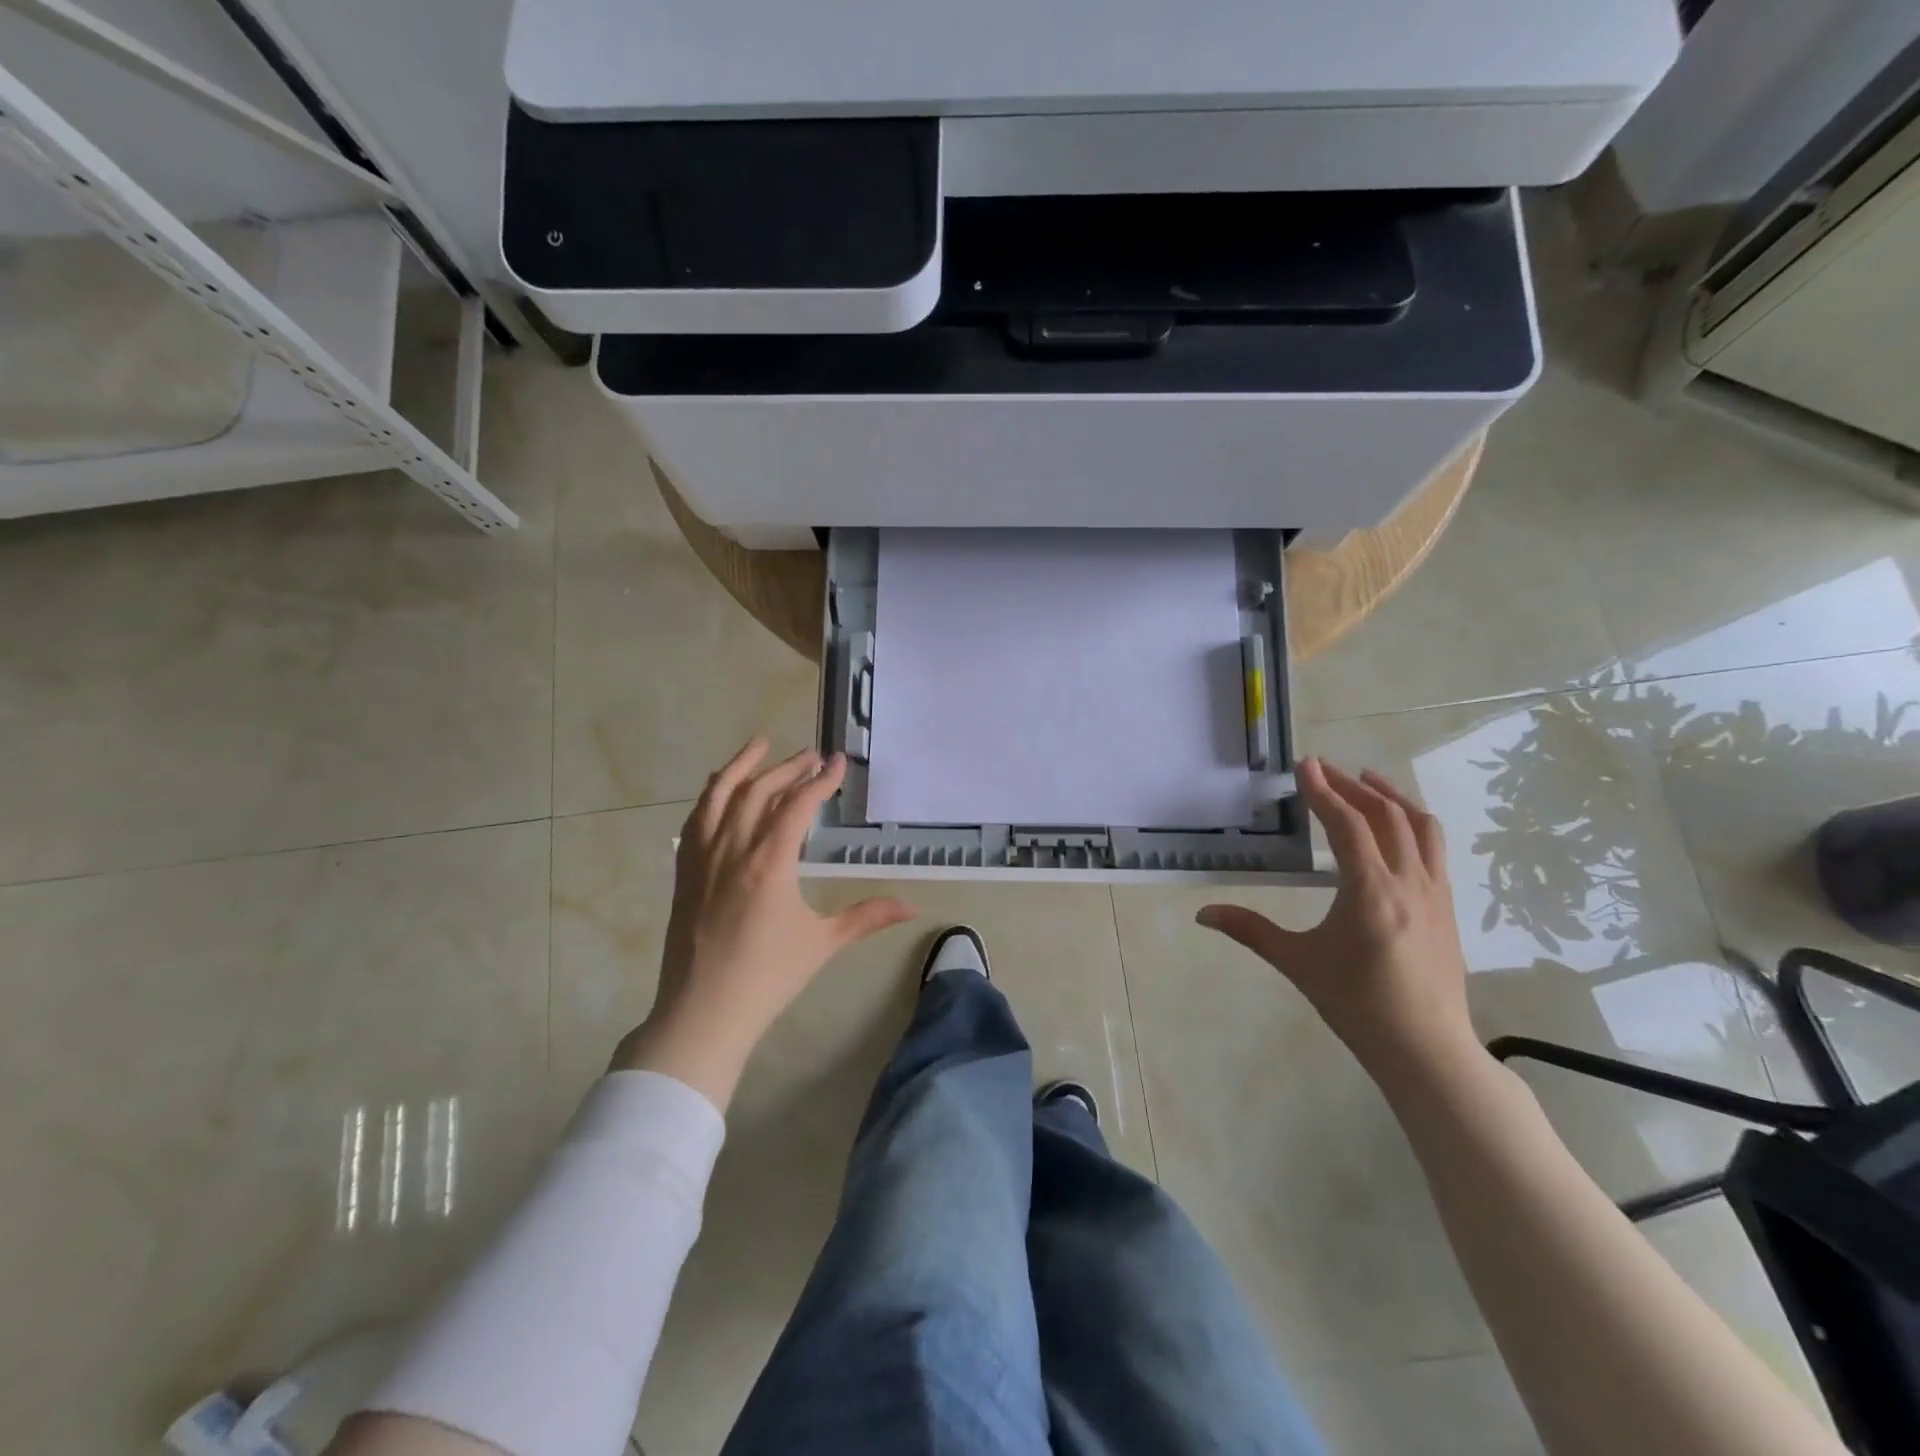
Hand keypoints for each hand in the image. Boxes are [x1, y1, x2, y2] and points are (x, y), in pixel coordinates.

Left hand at [613, 738, 916, 1108]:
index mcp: (769, 862)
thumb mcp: (822, 943)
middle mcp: (733, 849)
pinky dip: (711, 794)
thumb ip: (867, 917)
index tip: (838, 762)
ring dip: (741, 766)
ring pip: (719, 796)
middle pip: (759, 790)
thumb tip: (912, 906)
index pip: (797, 805)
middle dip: (788, 767)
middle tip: (812, 755)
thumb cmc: (768, 977)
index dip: (820, 780)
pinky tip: (721, 789)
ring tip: (760, 745)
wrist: (703, 1012)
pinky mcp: (684, 871)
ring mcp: (702, 857)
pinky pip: (696, 818)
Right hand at [1197, 757, 1477, 1084]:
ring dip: (1392, 796)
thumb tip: (1203, 913)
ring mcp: (1435, 893)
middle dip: (1353, 787)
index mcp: (1370, 892)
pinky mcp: (1447, 906)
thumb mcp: (1298, 964)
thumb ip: (1250, 930)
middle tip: (1324, 770)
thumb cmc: (1357, 1005)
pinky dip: (1413, 823)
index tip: (1305, 765)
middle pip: (1385, 816)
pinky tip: (1397, 828)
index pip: (1347, 825)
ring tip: (1368, 779)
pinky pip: (1435, 848)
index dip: (1323, 791)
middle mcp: (1408, 882)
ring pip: (1420, 826)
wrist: (1427, 1049)